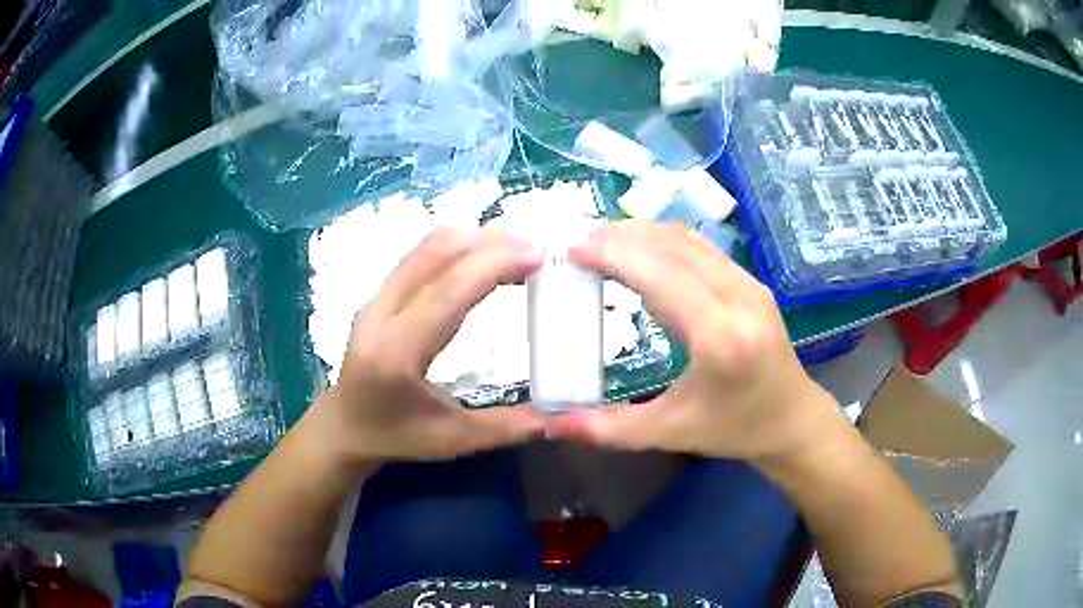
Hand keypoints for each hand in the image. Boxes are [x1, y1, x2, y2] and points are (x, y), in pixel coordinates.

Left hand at [308, 226, 545, 465]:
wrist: (344, 426)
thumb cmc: (396, 437)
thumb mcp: (453, 440)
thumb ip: (507, 428)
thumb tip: (561, 417)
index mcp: (397, 353)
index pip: (447, 292)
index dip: (494, 264)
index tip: (538, 255)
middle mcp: (380, 314)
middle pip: (436, 256)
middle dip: (490, 243)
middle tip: (537, 248)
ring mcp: (375, 299)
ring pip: (426, 248)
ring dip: (474, 239)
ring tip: (517, 247)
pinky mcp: (378, 294)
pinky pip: (420, 256)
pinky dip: (457, 247)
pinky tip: (484, 254)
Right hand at [546, 221, 841, 465]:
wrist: (793, 420)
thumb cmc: (735, 429)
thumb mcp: (671, 433)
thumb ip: (610, 429)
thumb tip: (553, 424)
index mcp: (720, 336)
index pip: (662, 275)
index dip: (615, 254)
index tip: (573, 249)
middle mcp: (739, 298)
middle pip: (674, 245)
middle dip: (622, 235)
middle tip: (579, 243)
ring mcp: (749, 284)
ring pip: (689, 239)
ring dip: (643, 233)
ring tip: (602, 243)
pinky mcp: (750, 282)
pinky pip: (702, 249)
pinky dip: (664, 242)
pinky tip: (641, 254)